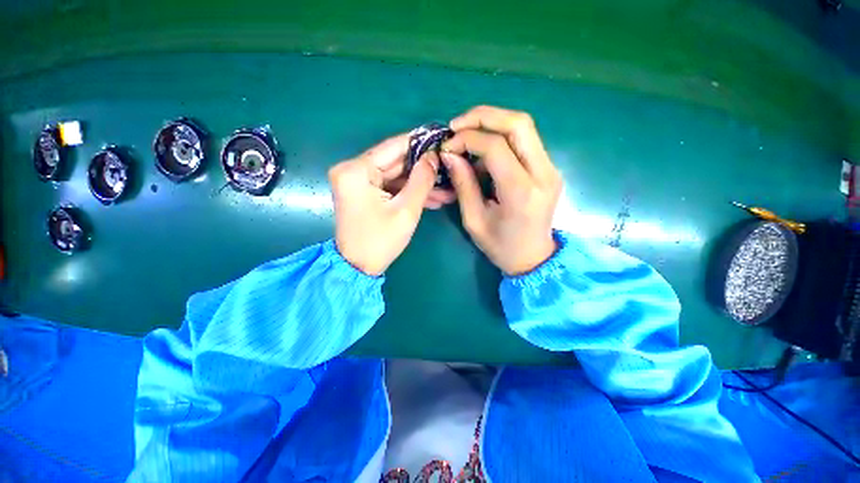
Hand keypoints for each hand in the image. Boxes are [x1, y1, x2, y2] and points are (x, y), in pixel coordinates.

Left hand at [329, 133, 452, 275]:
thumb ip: (422, 179)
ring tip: (446, 189)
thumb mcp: (406, 210)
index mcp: (356, 170)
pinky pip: (391, 187)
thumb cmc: (381, 241)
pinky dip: (409, 192)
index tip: (442, 138)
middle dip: (423, 168)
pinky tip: (433, 197)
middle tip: (448, 167)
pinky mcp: (365, 193)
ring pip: (396, 176)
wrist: (359, 267)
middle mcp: (353, 170)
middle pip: (395, 161)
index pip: (393, 147)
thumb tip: (434, 156)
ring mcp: (358, 182)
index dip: (420, 142)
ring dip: (420, 183)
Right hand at [441, 106, 561, 275]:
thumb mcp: (474, 220)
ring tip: (467, 140)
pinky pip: (524, 141)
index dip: (467, 139)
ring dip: (492, 124)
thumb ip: (463, 184)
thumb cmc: (501, 246)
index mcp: (521, 192)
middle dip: (484, 116)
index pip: (496, 146)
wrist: (534, 258)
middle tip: (457, 125)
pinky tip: (484, 155)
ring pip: (524, 127)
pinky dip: (501, 139)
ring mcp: (551, 169)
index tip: (447, 146)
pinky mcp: (549, 168)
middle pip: (518, 123)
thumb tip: (449, 154)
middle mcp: (543, 174)